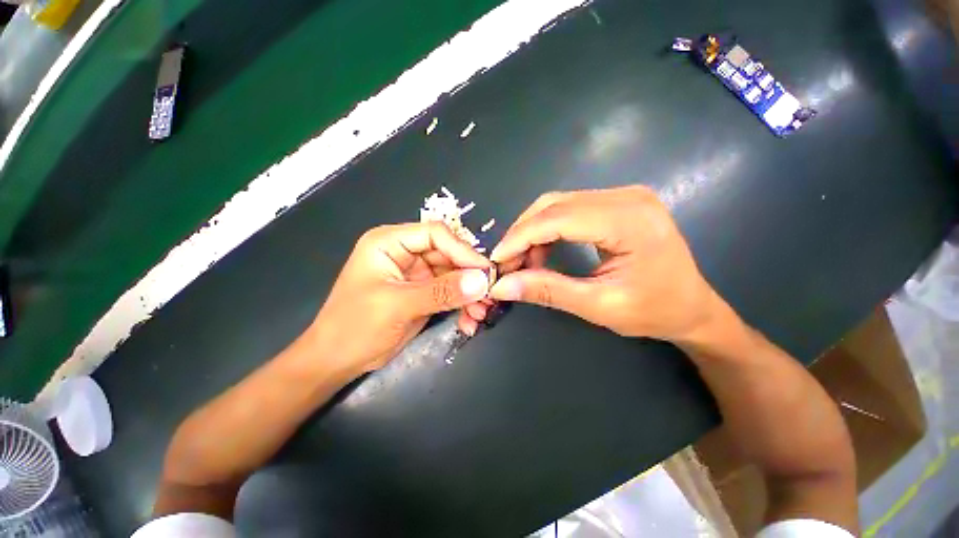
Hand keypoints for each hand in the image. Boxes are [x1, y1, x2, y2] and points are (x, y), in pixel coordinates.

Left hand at [308, 223, 492, 373]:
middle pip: (449, 255)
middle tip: (489, 297)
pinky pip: (451, 293)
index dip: (462, 250)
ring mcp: (417, 275)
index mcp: (390, 242)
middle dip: (470, 277)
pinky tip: (468, 322)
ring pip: (454, 275)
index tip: (485, 272)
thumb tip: (481, 281)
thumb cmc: (354, 327)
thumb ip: (441, 292)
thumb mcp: (397, 306)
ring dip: (470, 294)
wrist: (336, 362)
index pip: (436, 234)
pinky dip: (462, 306)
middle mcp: (406, 253)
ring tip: (480, 314)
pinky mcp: (424, 293)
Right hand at [488, 186, 721, 341]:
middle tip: (506, 263)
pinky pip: (569, 209)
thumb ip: (547, 291)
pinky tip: (542, 251)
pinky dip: (548, 230)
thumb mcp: (598, 306)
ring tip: (522, 262)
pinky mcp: (617, 203)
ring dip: (533, 232)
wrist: (693, 307)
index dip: (520, 237)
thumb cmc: (654, 311)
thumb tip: (502, 287)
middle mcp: (626, 197)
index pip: (558, 218)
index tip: (496, 260)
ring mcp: (623, 196)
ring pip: (558, 204)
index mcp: (630, 221)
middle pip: (554, 204)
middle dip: (522, 234)